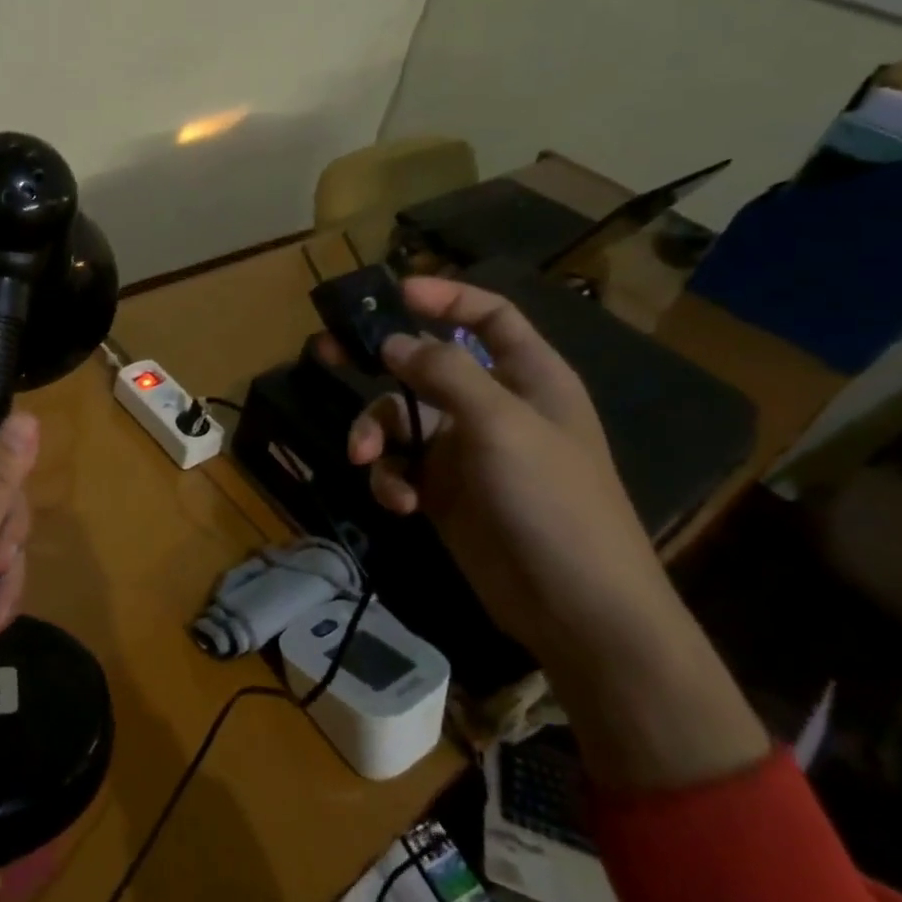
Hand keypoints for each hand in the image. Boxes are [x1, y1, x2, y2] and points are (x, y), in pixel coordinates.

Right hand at [333, 278, 767, 790]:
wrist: (576, 608)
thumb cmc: (551, 501)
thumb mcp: (500, 424)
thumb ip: (444, 373)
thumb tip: (393, 342)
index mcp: (527, 377)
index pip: (489, 317)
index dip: (445, 298)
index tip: (394, 292)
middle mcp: (493, 407)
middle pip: (426, 366)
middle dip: (379, 362)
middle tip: (326, 350)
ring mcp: (466, 453)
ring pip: (401, 421)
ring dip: (375, 435)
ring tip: (365, 459)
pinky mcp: (443, 494)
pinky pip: (401, 468)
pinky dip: (391, 480)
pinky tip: (400, 504)